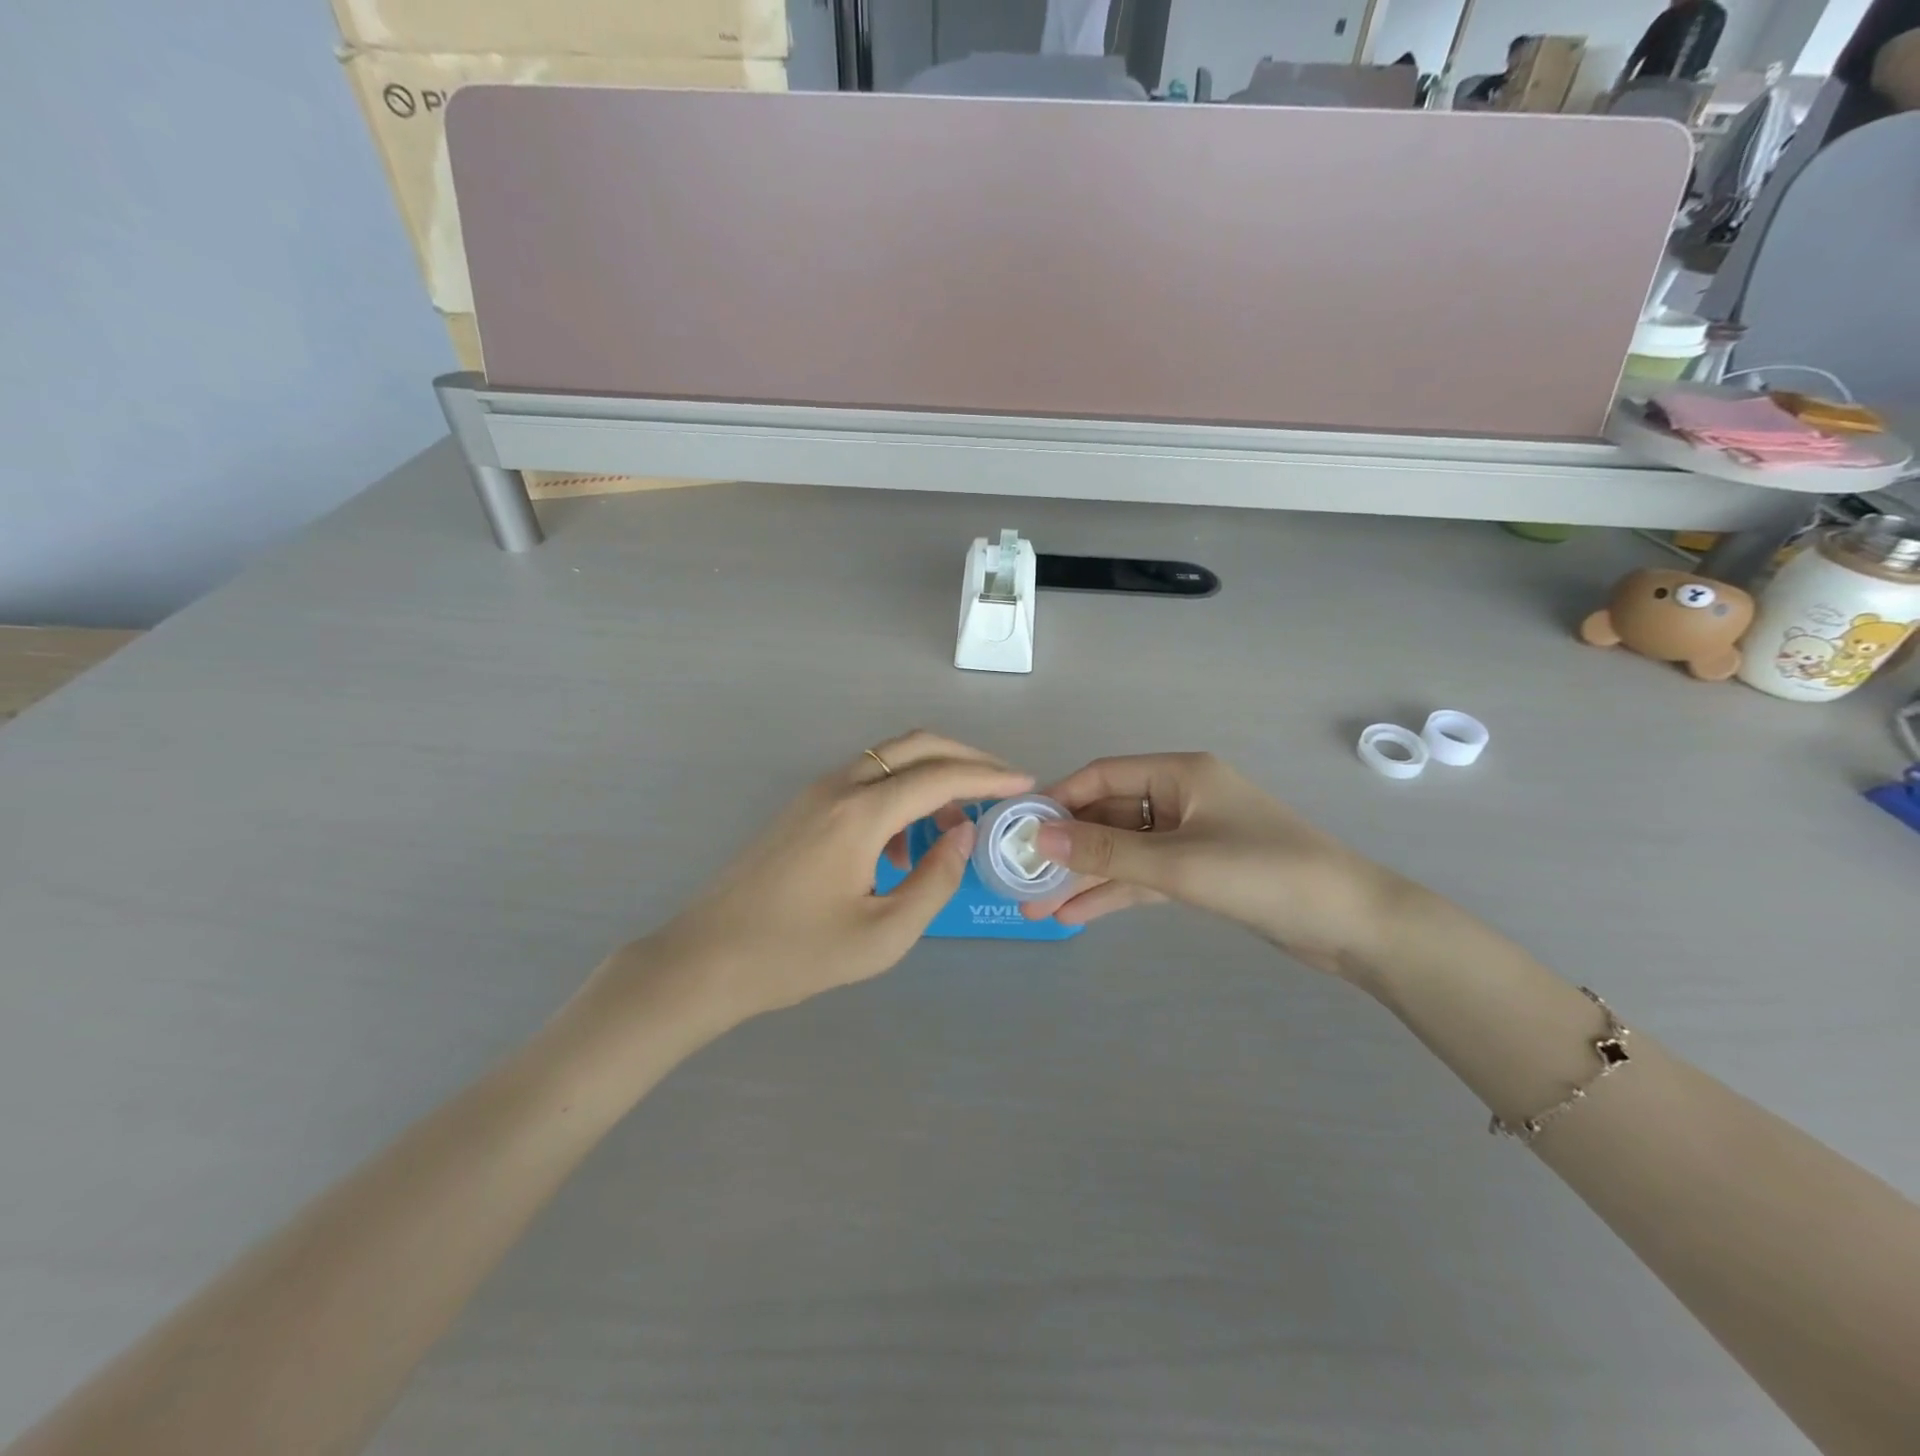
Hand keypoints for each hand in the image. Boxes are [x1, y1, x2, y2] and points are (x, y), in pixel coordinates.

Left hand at [629, 732, 1031, 1025]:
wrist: (705, 961)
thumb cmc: (796, 955)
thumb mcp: (883, 933)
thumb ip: (935, 880)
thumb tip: (963, 832)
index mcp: (860, 814)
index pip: (939, 775)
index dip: (988, 776)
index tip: (1025, 783)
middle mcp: (838, 787)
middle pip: (914, 746)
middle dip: (964, 758)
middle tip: (1000, 785)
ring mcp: (814, 793)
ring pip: (888, 761)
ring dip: (929, 780)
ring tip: (950, 832)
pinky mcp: (801, 808)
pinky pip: (863, 783)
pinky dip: (897, 798)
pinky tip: (898, 852)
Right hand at [1025, 753, 1402, 977]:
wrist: (1353, 924)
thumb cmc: (1265, 874)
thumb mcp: (1178, 863)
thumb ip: (1106, 852)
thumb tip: (1037, 838)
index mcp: (1180, 774)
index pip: (1102, 776)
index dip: (1059, 800)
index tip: (1019, 830)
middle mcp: (1181, 797)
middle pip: (1109, 816)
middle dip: (1067, 849)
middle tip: (1021, 877)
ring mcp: (1191, 836)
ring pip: (1124, 850)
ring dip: (1085, 876)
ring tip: (1036, 905)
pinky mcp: (1200, 871)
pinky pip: (1145, 876)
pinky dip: (1114, 893)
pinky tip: (1076, 915)